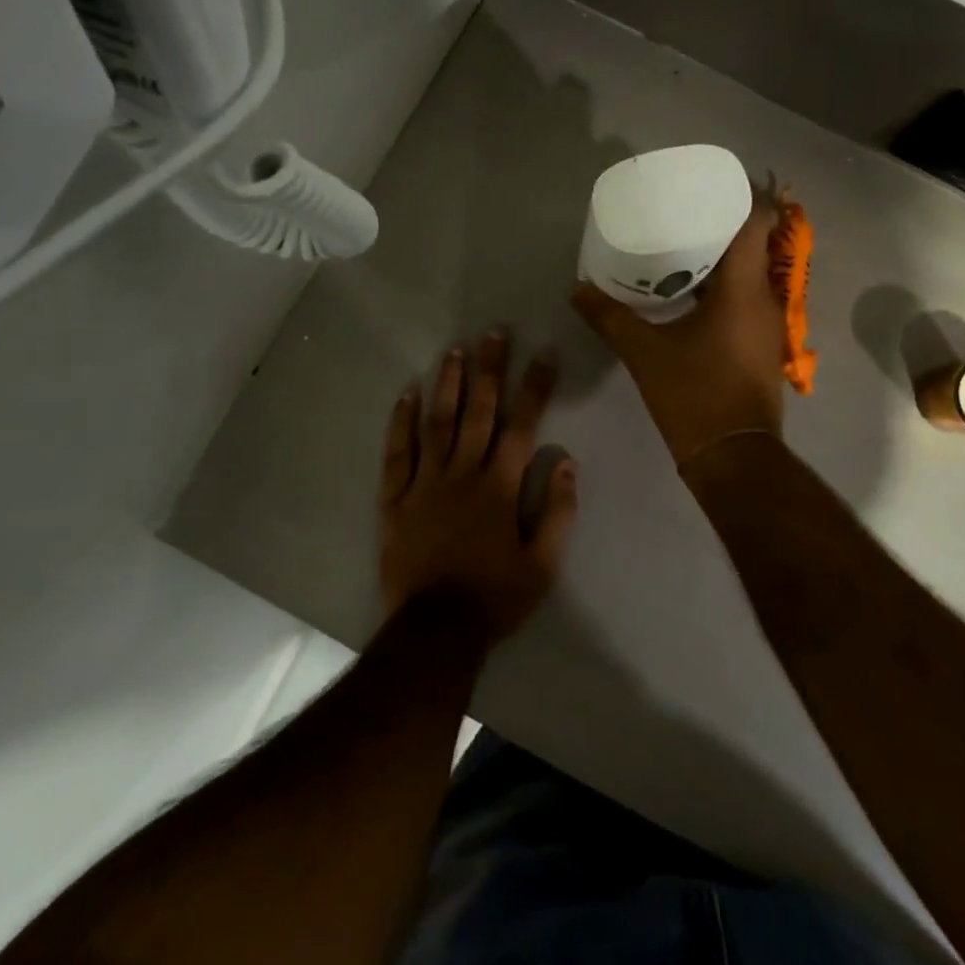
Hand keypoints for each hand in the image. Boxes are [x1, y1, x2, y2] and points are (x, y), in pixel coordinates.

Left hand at [378, 332, 577, 647]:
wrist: (434, 632)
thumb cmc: (494, 597)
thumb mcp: (543, 565)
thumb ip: (559, 513)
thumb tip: (569, 465)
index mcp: (500, 486)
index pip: (523, 425)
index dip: (535, 387)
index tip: (543, 354)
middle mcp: (464, 473)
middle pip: (479, 411)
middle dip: (489, 369)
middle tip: (494, 332)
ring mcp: (426, 483)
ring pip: (438, 422)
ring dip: (447, 384)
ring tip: (454, 350)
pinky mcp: (396, 499)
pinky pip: (397, 454)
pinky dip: (401, 422)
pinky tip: (406, 394)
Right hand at [571, 198, 785, 465]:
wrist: (734, 458)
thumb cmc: (694, 396)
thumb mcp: (644, 354)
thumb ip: (609, 317)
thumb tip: (576, 289)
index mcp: (743, 290)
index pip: (758, 222)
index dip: (743, 196)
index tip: (713, 186)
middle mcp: (765, 299)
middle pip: (754, 244)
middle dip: (722, 224)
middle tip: (682, 212)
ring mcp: (768, 324)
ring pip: (750, 273)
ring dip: (723, 258)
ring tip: (682, 246)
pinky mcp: (762, 345)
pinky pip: (746, 298)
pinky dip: (724, 287)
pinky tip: (691, 293)